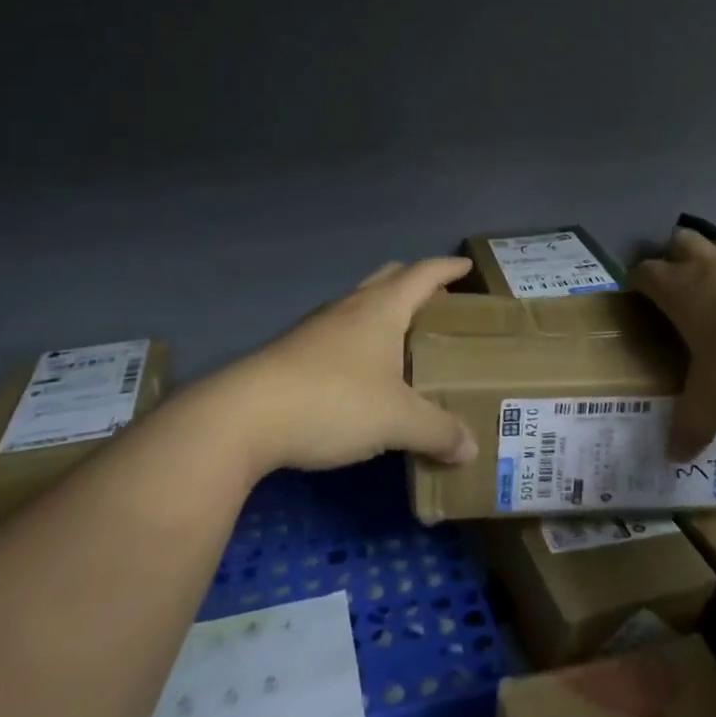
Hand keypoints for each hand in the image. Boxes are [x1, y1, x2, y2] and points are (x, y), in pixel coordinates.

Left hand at [205, 257, 479, 478]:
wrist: (245, 416)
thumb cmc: (333, 400)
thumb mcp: (396, 420)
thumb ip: (438, 432)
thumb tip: (471, 449)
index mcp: (381, 309)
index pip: (422, 274)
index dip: (447, 268)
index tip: (466, 266)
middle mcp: (349, 308)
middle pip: (388, 280)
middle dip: (416, 285)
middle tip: (440, 304)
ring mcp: (317, 329)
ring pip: (360, 305)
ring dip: (385, 312)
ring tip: (405, 339)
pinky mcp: (294, 354)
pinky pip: (340, 333)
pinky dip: (362, 339)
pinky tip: (364, 372)